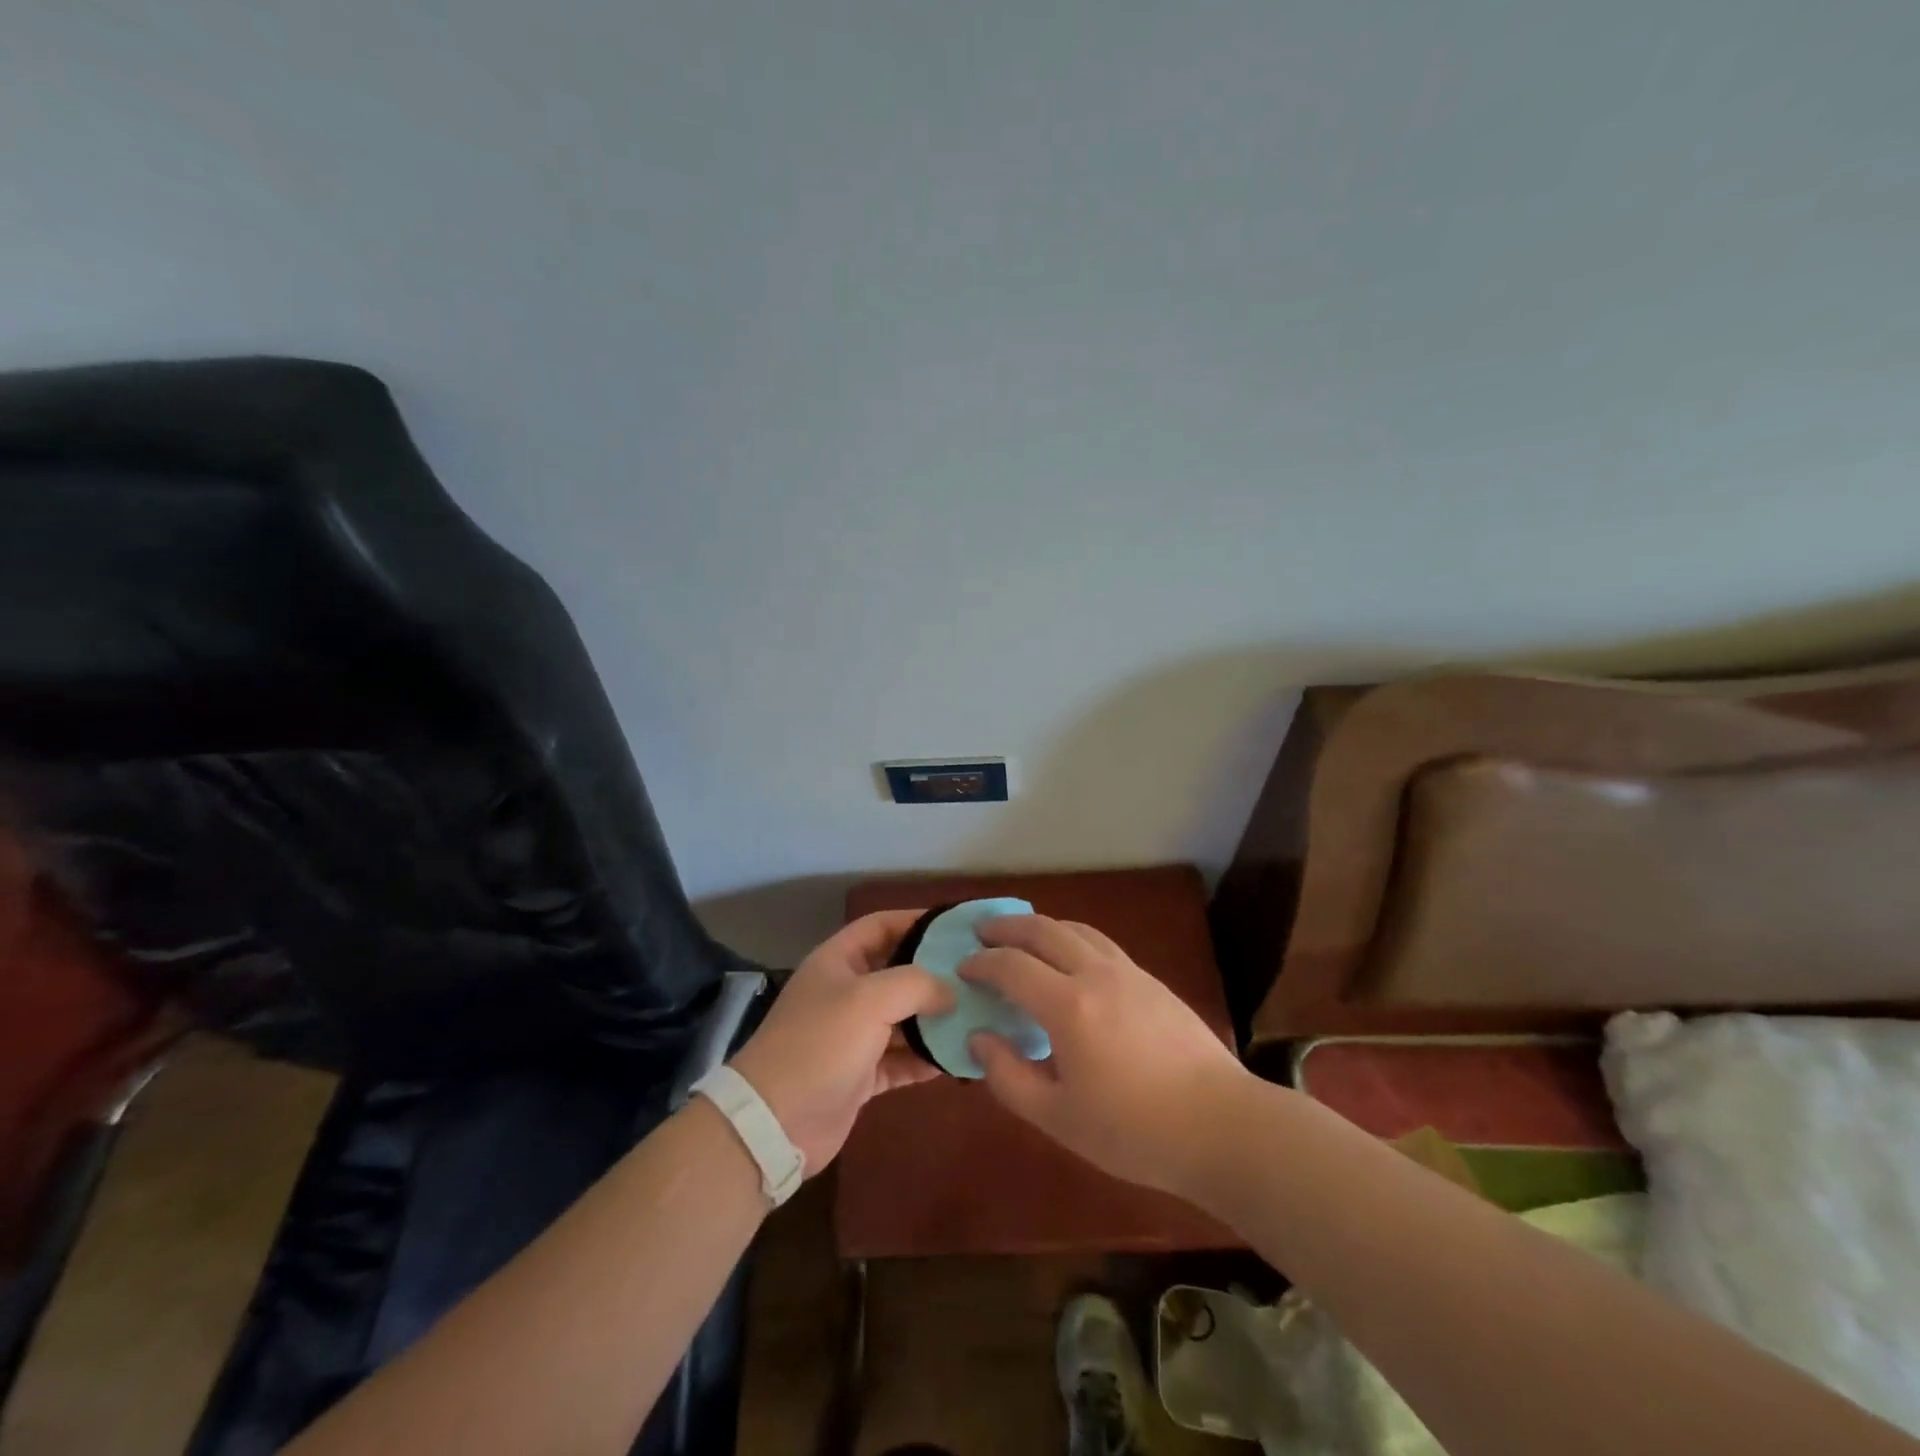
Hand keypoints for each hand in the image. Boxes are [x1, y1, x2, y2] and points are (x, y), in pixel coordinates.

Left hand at [729, 910, 953, 1173]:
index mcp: (838, 962)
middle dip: (933, 974)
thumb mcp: (869, 1000)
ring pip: (902, 1018)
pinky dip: (924, 1059)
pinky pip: (900, 1059)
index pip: (880, 925)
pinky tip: (956, 1059)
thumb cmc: (820, 1044)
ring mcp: (852, 1036)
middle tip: (977, 976)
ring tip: (977, 1016)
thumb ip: (916, 984)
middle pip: (896, 973)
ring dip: (934, 1020)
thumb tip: (950, 991)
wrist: (775, 1123)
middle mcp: (845, 993)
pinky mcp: (860, 1074)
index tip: (956, 928)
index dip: (915, 921)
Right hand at [960, 914, 1249, 1195]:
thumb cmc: (1134, 1131)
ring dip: (1043, 927)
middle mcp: (1096, 974)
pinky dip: (1074, 939)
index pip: (1011, 966)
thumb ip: (1009, 1077)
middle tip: (984, 933)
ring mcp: (1129, 972)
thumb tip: (980, 1038)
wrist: (1221, 1125)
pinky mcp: (1153, 981)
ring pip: (1077, 929)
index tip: (963, 968)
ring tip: (1024, 939)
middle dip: (1007, 927)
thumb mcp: (1058, 1117)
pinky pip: (1102, 944)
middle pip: (1044, 929)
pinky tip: (1072, 961)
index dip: (982, 962)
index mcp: (1068, 1005)